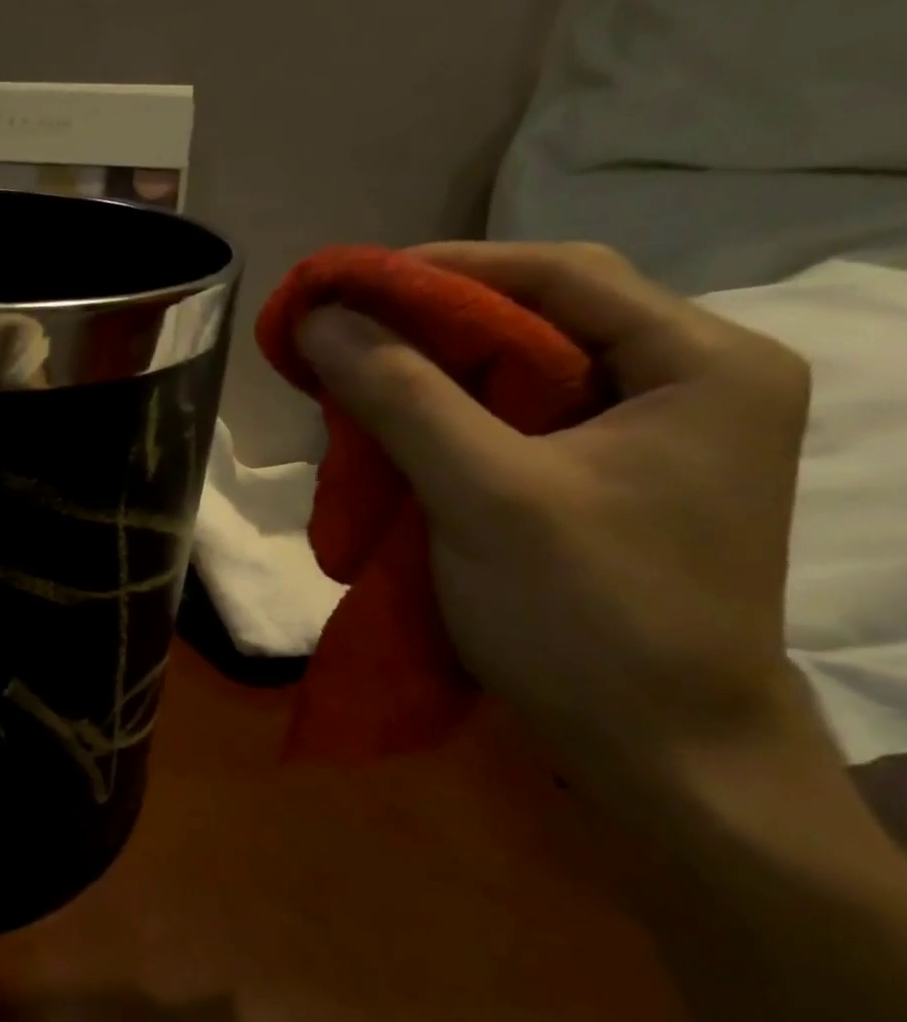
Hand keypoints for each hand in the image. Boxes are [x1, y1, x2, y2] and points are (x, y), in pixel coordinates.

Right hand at [295, 242, 823, 795]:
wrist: (655, 753)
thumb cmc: (587, 614)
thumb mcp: (485, 493)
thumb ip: (402, 395)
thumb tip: (321, 316)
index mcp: (700, 364)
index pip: (559, 274)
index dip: (442, 268)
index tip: (345, 286)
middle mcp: (684, 384)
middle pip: (535, 321)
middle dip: (426, 328)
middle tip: (338, 342)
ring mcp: (644, 437)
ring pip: (513, 375)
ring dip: (426, 378)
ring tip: (350, 389)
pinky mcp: (601, 482)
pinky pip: (508, 425)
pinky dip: (441, 423)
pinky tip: (389, 439)